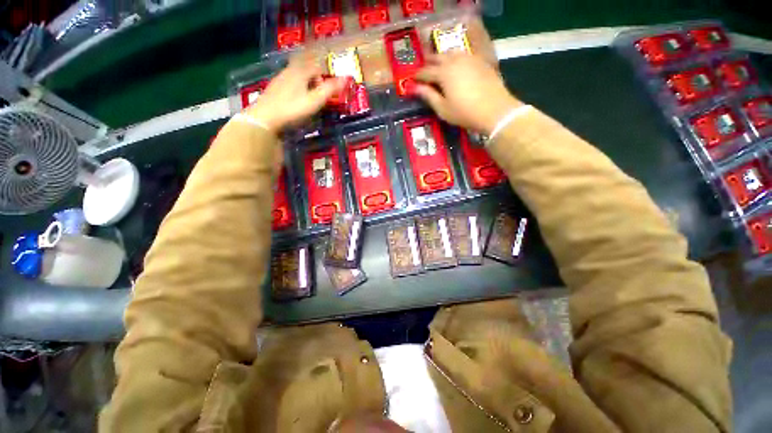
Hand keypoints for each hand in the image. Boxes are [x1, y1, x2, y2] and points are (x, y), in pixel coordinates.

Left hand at [244, 56, 345, 131]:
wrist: (265, 118)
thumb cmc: (293, 109)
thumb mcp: (315, 101)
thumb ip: (330, 89)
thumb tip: (347, 78)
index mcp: (300, 72)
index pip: (316, 65)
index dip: (325, 73)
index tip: (330, 86)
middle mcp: (289, 71)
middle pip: (305, 68)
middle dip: (315, 77)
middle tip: (321, 92)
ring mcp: (279, 80)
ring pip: (296, 75)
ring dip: (305, 83)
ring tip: (310, 98)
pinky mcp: (273, 89)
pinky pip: (288, 83)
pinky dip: (296, 88)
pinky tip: (296, 101)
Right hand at [415, 53, 522, 135]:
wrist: (494, 110)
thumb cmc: (464, 112)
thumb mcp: (443, 108)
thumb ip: (429, 96)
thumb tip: (415, 88)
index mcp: (443, 73)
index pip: (426, 72)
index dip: (418, 76)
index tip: (412, 79)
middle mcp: (455, 61)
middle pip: (438, 57)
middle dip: (429, 62)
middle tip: (424, 67)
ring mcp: (469, 58)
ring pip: (452, 52)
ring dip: (443, 57)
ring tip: (439, 63)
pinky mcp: (480, 61)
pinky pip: (464, 55)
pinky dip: (456, 58)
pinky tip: (457, 64)